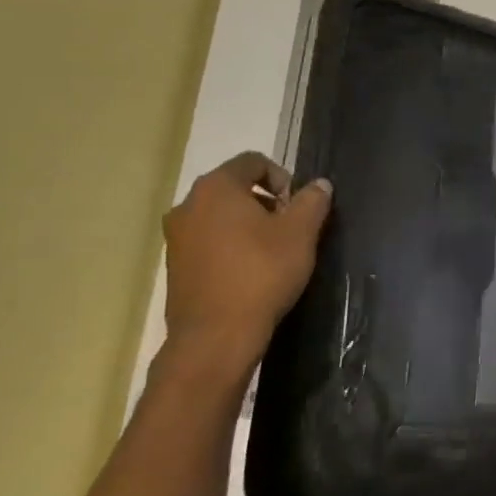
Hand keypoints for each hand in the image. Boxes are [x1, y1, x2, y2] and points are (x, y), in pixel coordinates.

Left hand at [161, 152, 332, 365]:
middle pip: (234, 187)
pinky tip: (251, 270)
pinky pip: (209, 239)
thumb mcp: (300, 234)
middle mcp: (188, 204)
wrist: (217, 334)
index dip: (282, 177)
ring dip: (249, 223)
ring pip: (220, 214)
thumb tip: (319, 184)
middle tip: (290, 228)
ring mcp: (177, 236)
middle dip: (267, 201)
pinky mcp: (175, 263)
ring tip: (273, 251)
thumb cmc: (262, 273)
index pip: (252, 161)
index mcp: (217, 188)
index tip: (298, 206)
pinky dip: (231, 244)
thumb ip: (312, 202)